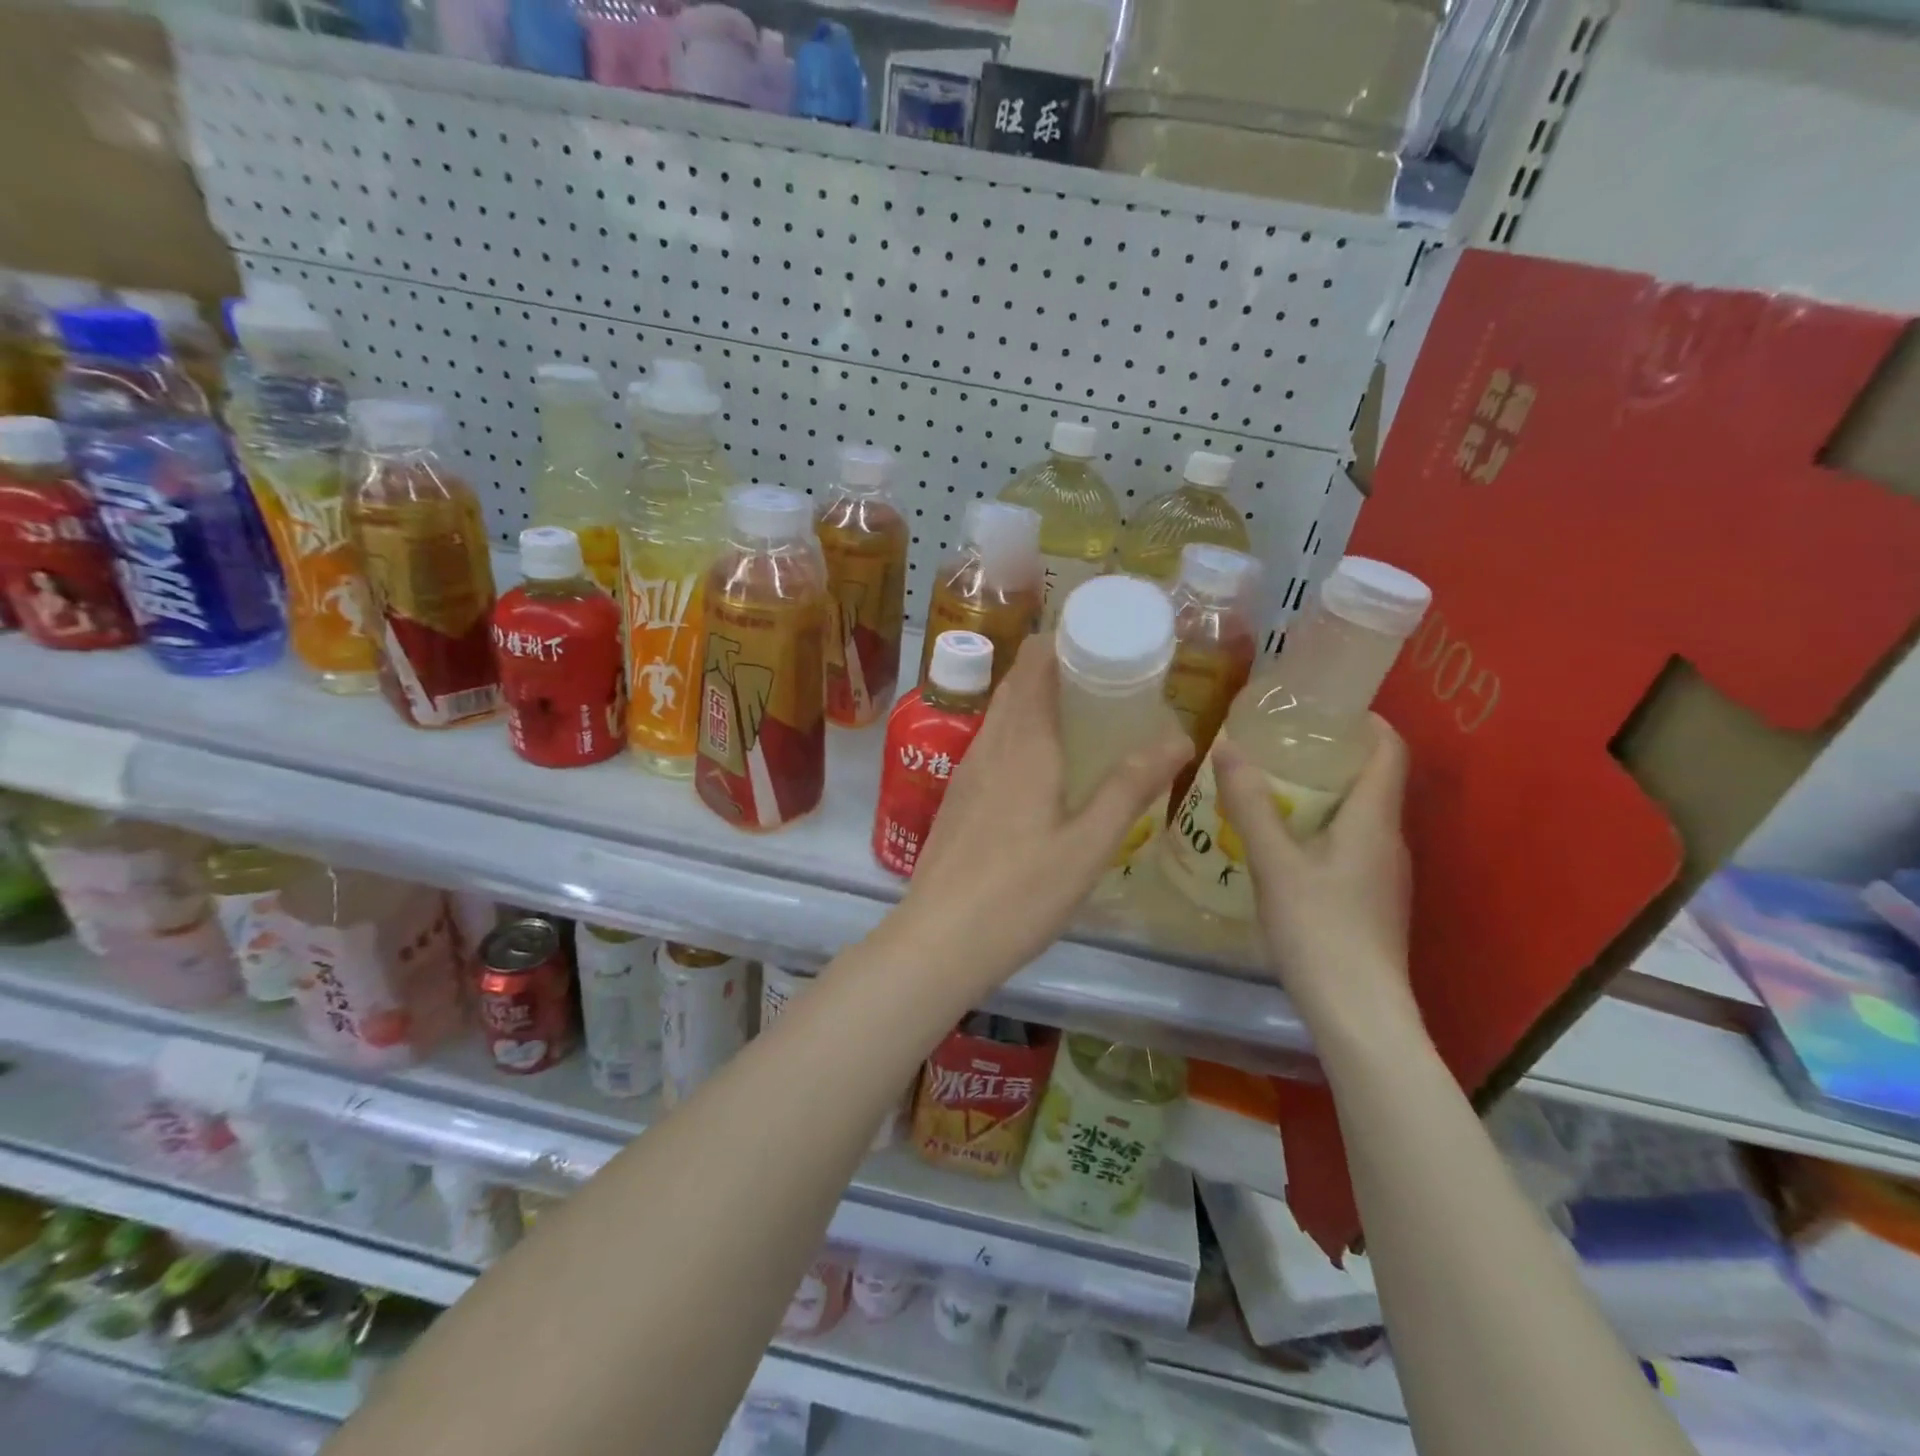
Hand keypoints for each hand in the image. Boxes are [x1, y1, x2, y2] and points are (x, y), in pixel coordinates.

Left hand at [896, 633, 1189, 999]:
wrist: (939, 939)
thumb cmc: (1020, 893)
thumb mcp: (1088, 845)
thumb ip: (1130, 788)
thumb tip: (1178, 737)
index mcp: (1023, 743)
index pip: (1035, 662)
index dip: (1064, 640)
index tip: (1104, 641)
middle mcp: (989, 745)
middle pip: (1018, 683)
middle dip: (1057, 668)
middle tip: (1105, 679)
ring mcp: (966, 771)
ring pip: (1001, 714)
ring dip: (1036, 700)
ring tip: (1082, 716)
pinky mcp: (957, 797)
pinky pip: (992, 743)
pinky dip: (1020, 732)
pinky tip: (1044, 766)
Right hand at [1211, 718, 1418, 1040]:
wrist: (1359, 1012)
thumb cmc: (1320, 930)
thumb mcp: (1275, 863)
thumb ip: (1251, 805)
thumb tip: (1229, 746)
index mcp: (1374, 820)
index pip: (1389, 750)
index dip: (1365, 721)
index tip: (1323, 705)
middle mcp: (1388, 840)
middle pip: (1372, 780)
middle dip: (1330, 754)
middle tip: (1278, 742)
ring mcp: (1383, 874)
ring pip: (1358, 815)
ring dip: (1322, 793)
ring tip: (1272, 785)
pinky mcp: (1370, 900)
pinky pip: (1349, 844)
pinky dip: (1320, 827)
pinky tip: (1281, 842)